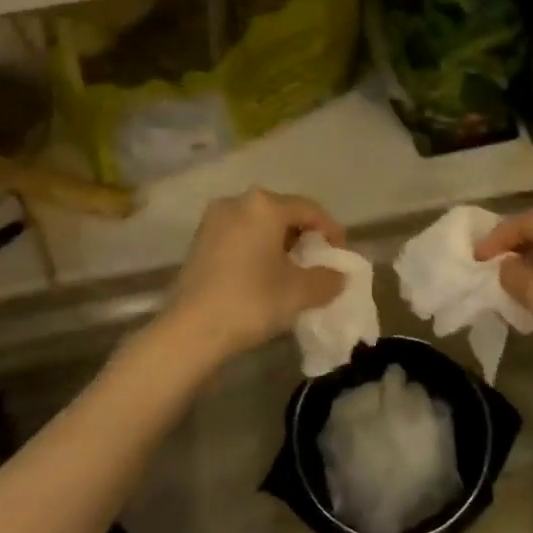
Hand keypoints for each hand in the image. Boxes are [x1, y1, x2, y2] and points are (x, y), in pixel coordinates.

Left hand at [164, 188, 348, 362]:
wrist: (191, 330)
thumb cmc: (251, 301)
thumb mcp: (300, 292)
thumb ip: (328, 279)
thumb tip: (338, 276)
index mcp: (264, 205)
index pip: (309, 209)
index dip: (331, 231)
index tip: (341, 255)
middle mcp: (237, 202)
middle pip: (283, 213)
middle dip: (304, 237)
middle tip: (319, 264)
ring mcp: (214, 220)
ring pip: (259, 225)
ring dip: (280, 244)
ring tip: (293, 273)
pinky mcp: (199, 241)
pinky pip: (240, 237)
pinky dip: (257, 250)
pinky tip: (264, 276)